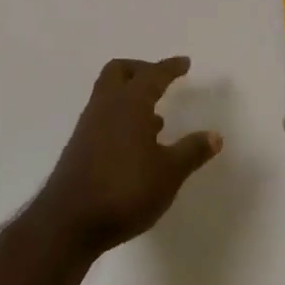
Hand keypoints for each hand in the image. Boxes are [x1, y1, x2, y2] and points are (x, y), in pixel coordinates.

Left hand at [36, 57, 221, 255]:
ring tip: (156, 117)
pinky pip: (103, 116)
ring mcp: (89, 125)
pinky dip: (121, 117)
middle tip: (161, 81)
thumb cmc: (125, 190)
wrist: (69, 222)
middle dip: (141, 70)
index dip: (170, 67)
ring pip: (108, 94)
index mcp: (130, 103)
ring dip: (130, 96)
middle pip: (119, 71)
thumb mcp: (169, 173)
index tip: (184, 63)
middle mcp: (106, 106)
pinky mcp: (80, 146)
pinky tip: (137, 143)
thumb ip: (192, 151)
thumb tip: (215, 135)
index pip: (152, 74)